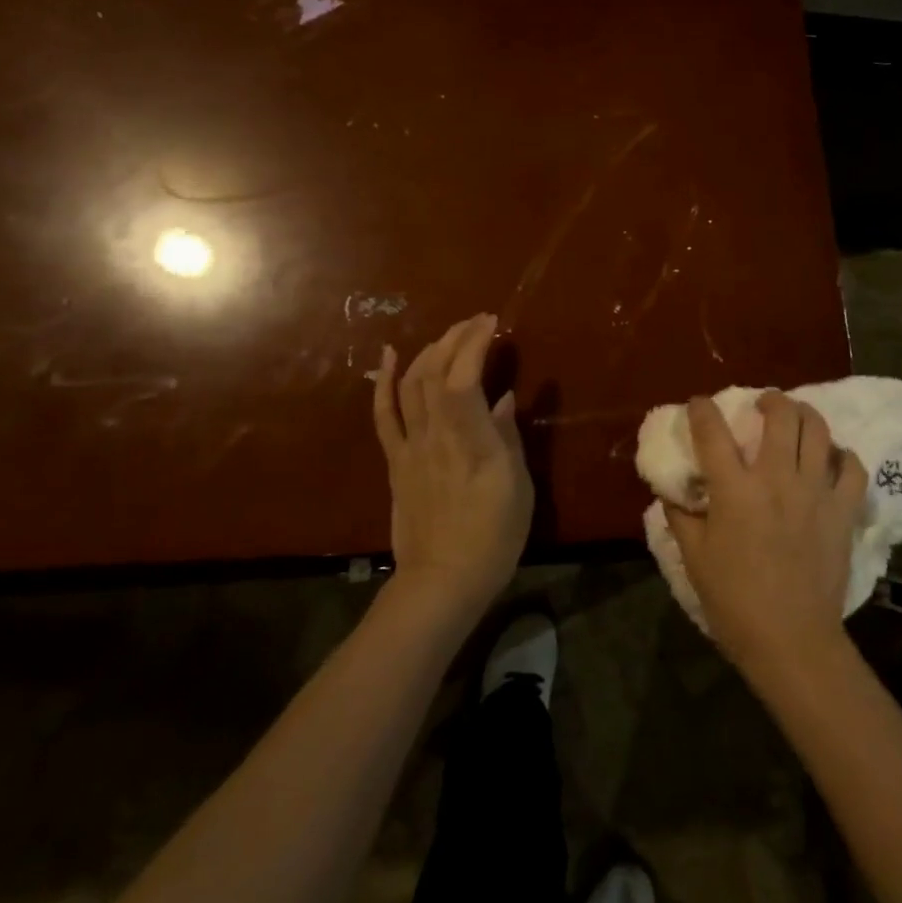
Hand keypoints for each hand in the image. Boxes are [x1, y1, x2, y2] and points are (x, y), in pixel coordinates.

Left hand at [372, 314, 531, 619]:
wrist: (443, 579)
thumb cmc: (494, 536)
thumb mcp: (518, 486)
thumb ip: (508, 437)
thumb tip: (505, 399)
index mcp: (470, 441)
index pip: (464, 378)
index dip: (474, 344)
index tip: (492, 322)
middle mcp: (435, 435)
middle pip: (434, 372)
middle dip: (455, 338)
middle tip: (477, 323)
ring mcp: (410, 446)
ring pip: (410, 385)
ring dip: (428, 351)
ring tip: (449, 336)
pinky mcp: (395, 461)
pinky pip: (384, 414)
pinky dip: (383, 381)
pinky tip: (389, 355)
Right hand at [665, 391, 867, 679]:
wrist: (791, 640)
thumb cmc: (734, 601)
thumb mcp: (694, 558)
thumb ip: (681, 516)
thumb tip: (671, 491)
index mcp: (735, 490)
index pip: (713, 432)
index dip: (702, 410)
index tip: (698, 404)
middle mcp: (776, 479)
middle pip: (780, 416)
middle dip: (770, 399)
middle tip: (762, 403)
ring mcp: (815, 492)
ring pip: (818, 431)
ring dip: (805, 414)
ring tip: (796, 417)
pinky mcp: (843, 511)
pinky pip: (853, 468)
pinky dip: (843, 455)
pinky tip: (832, 458)